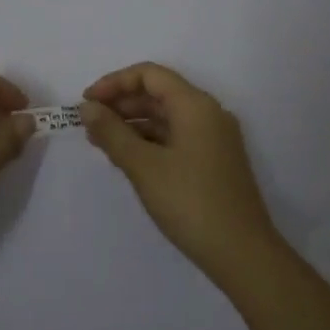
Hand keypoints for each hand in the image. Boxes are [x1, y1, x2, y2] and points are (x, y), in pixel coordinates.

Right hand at [81, 62, 281, 282]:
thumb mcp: (143, 166)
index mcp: (195, 105)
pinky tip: (127, 159)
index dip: (114, 83)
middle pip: (158, 93)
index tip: (87, 102)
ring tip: (101, 142)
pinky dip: (149, 141)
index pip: (149, 75)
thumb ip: (112, 133)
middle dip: (121, 104)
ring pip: (166, 117)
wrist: (243, 255)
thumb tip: (87, 108)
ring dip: (133, 124)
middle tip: (89, 124)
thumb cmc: (191, 203)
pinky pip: (176, 137)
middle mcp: (208, 113)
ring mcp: (214, 138)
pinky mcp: (214, 161)